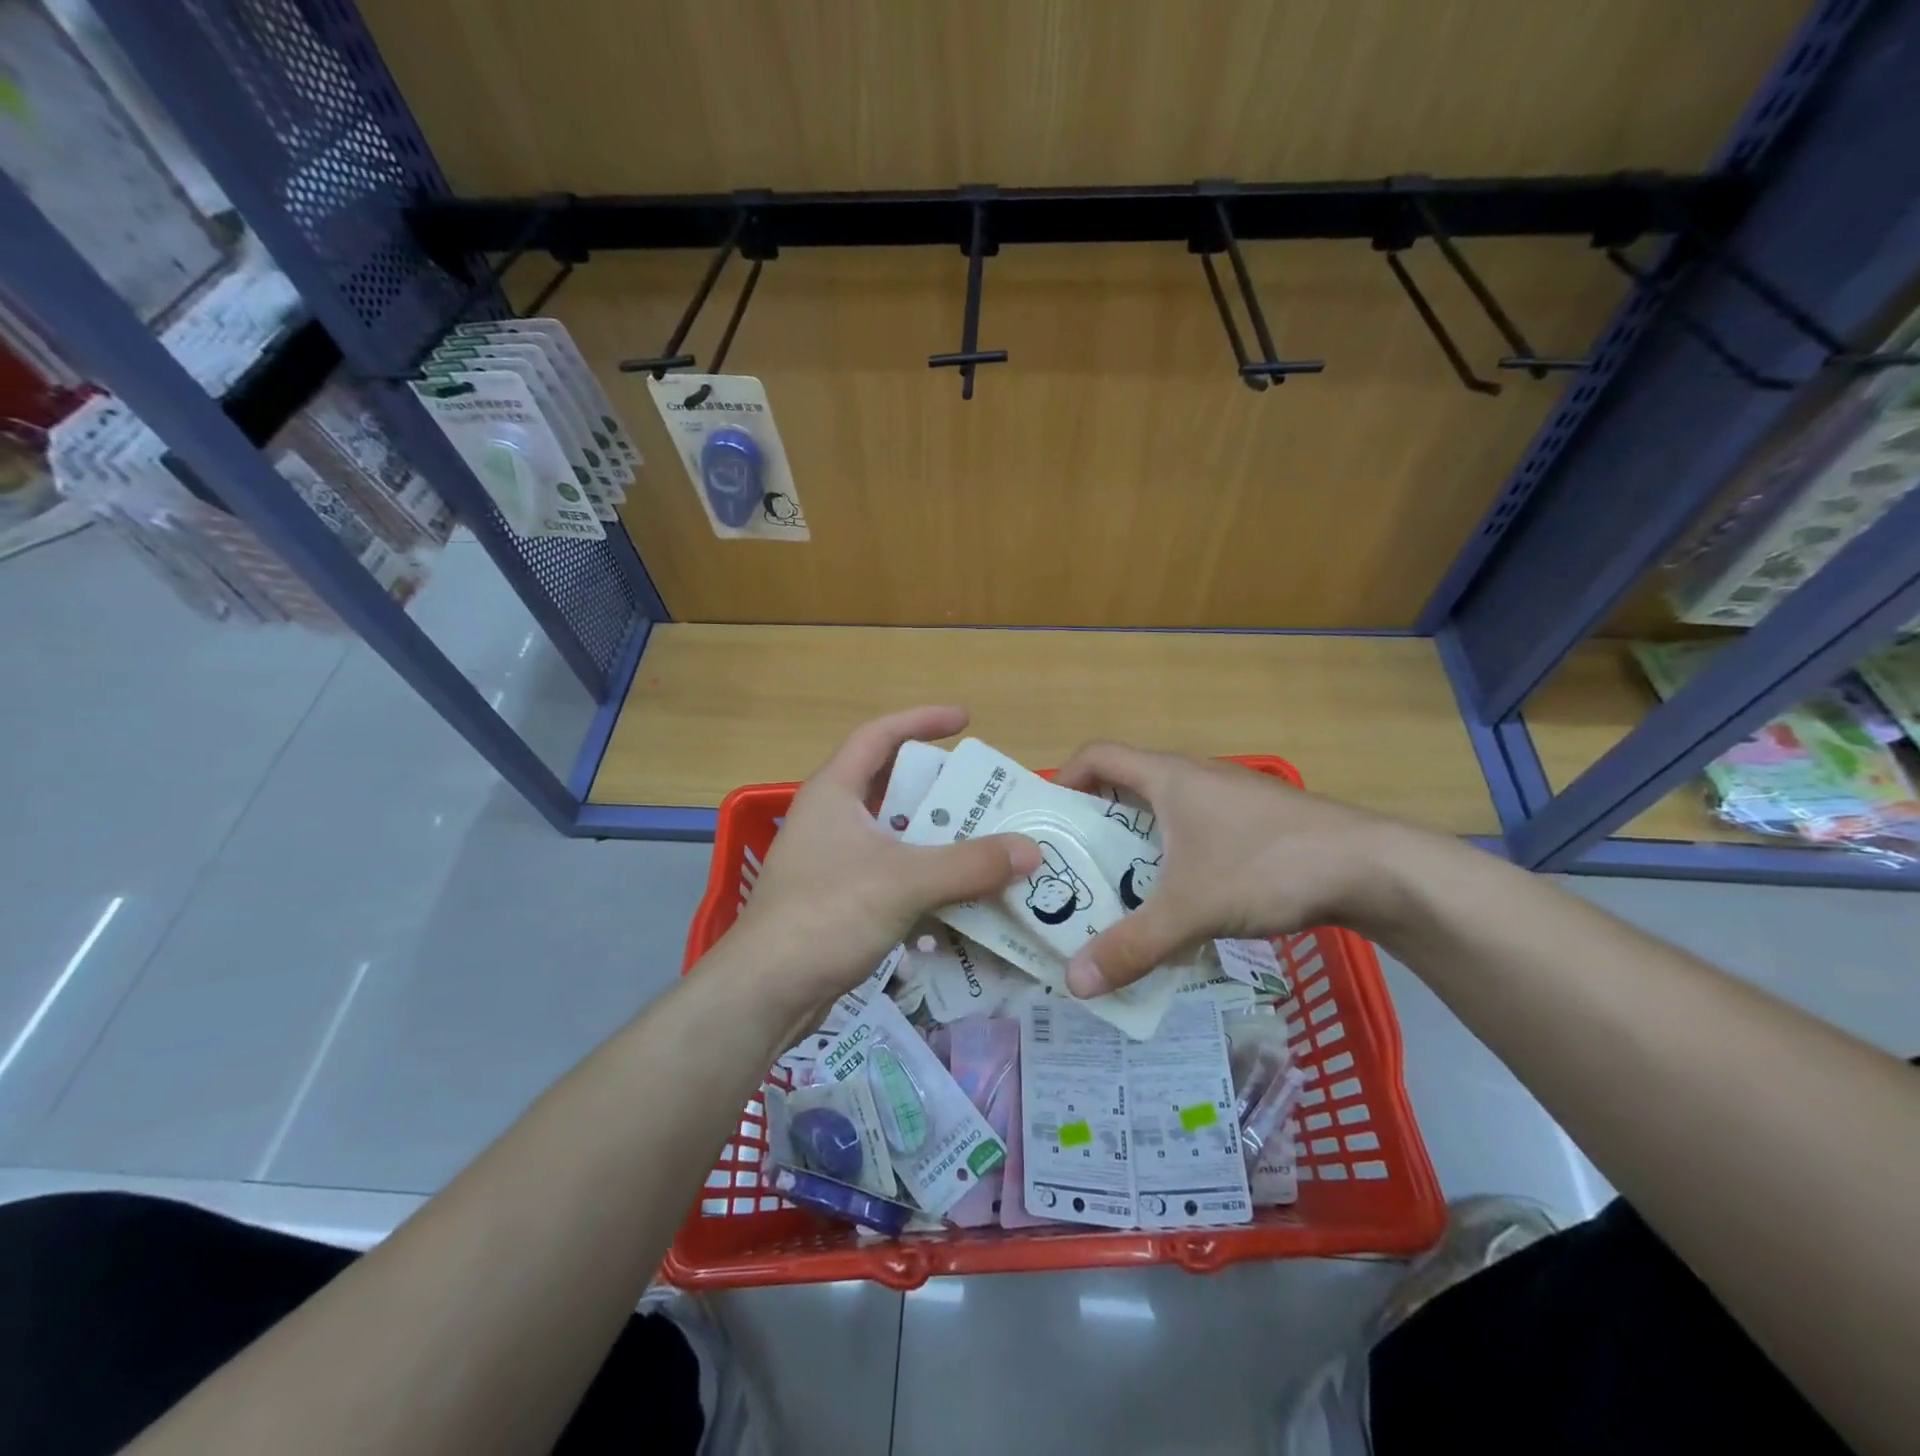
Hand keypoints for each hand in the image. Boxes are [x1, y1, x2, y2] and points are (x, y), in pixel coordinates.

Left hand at [727, 707, 1041, 1011]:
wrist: (766, 992)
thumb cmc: (826, 915)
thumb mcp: (903, 881)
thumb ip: (969, 865)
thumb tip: (1032, 851)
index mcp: (834, 792)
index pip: (878, 735)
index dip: (921, 720)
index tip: (965, 721)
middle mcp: (831, 818)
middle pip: (891, 787)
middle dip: (939, 789)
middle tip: (985, 795)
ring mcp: (833, 861)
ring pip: (895, 836)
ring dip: (936, 839)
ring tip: (983, 844)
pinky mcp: (839, 900)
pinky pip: (892, 875)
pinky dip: (925, 878)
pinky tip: (959, 897)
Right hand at [1053, 742, 1416, 996]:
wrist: (1373, 867)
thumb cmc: (1268, 866)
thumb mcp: (1192, 909)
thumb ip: (1132, 946)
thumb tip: (1073, 983)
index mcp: (1167, 777)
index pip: (1097, 755)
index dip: (1065, 779)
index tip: (1050, 822)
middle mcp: (1193, 778)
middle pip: (1125, 788)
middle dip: (1095, 828)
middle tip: (1073, 873)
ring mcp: (1227, 799)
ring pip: (1162, 815)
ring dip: (1136, 848)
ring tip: (1118, 895)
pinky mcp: (1253, 824)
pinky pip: (1194, 833)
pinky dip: (1173, 859)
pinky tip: (1180, 903)